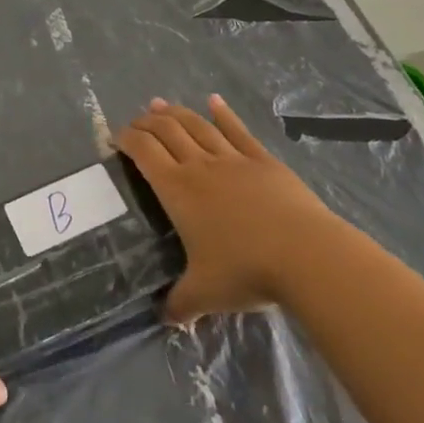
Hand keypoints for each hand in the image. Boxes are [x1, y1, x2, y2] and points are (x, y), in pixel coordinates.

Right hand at [117, 95, 335, 323]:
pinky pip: (238, 131)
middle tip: (136, 121)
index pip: (144, 152)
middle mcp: (200, 165)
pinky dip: (223, 114)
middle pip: (167, 130)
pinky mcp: (264, 161)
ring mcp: (233, 159)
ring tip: (160, 104)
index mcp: (178, 189)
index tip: (116, 138)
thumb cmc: (246, 271)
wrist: (306, 255)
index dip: (127, 139)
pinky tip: (215, 101)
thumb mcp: (205, 294)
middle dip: (147, 122)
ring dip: (176, 112)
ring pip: (198, 125)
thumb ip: (180, 304)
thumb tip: (165, 320)